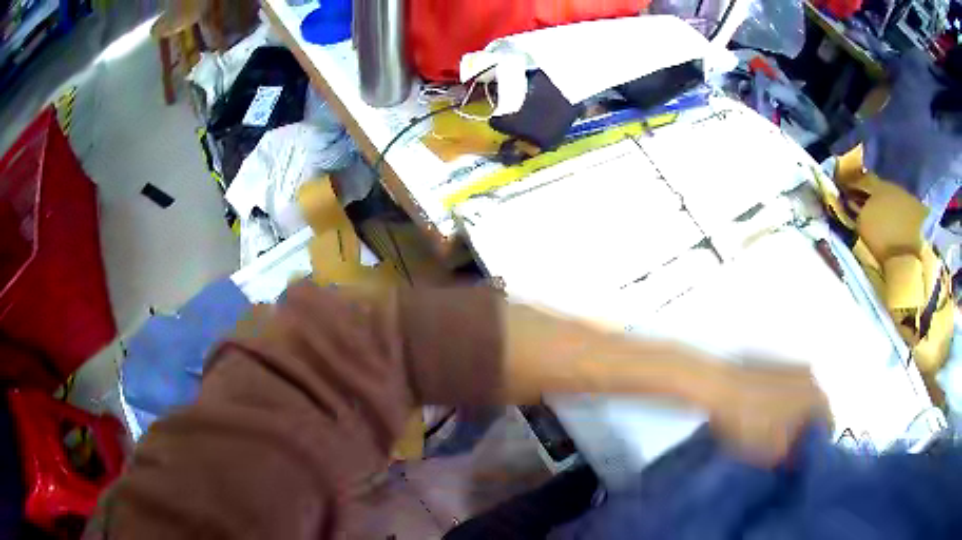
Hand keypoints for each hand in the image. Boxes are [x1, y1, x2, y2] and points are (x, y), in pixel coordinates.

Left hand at [708, 362, 828, 466]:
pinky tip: (760, 416)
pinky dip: (778, 403)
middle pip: (814, 410)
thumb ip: (792, 457)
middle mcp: (811, 377)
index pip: (826, 426)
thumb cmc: (752, 422)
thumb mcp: (774, 452)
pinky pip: (782, 389)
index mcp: (817, 397)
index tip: (799, 462)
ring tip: (770, 436)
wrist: (719, 387)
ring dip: (791, 416)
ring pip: (798, 398)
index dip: (814, 448)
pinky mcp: (772, 363)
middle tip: (785, 451)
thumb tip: (798, 459)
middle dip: (803, 431)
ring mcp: (791, 366)